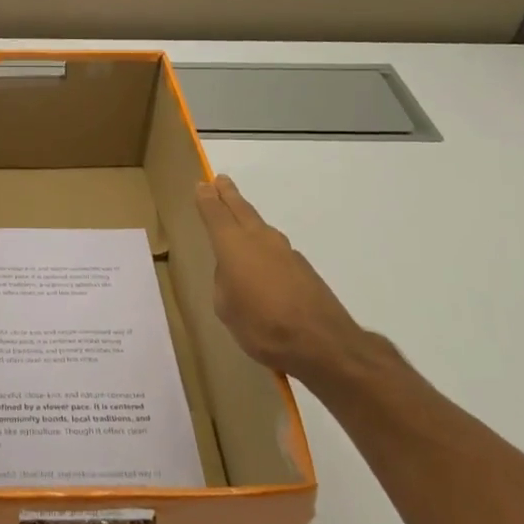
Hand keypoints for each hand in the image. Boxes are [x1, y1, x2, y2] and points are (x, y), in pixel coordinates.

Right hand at [195, 174, 365, 383]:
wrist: (322, 342)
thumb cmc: (261, 324)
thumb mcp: (226, 308)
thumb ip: (224, 283)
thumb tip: (233, 273)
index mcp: (233, 245)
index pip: (215, 213)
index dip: (206, 198)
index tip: (202, 184)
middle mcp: (259, 239)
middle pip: (241, 209)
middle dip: (229, 195)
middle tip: (220, 181)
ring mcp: (285, 252)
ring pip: (260, 227)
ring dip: (247, 218)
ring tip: (238, 218)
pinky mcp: (303, 268)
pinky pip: (275, 249)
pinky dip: (264, 247)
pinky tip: (262, 264)